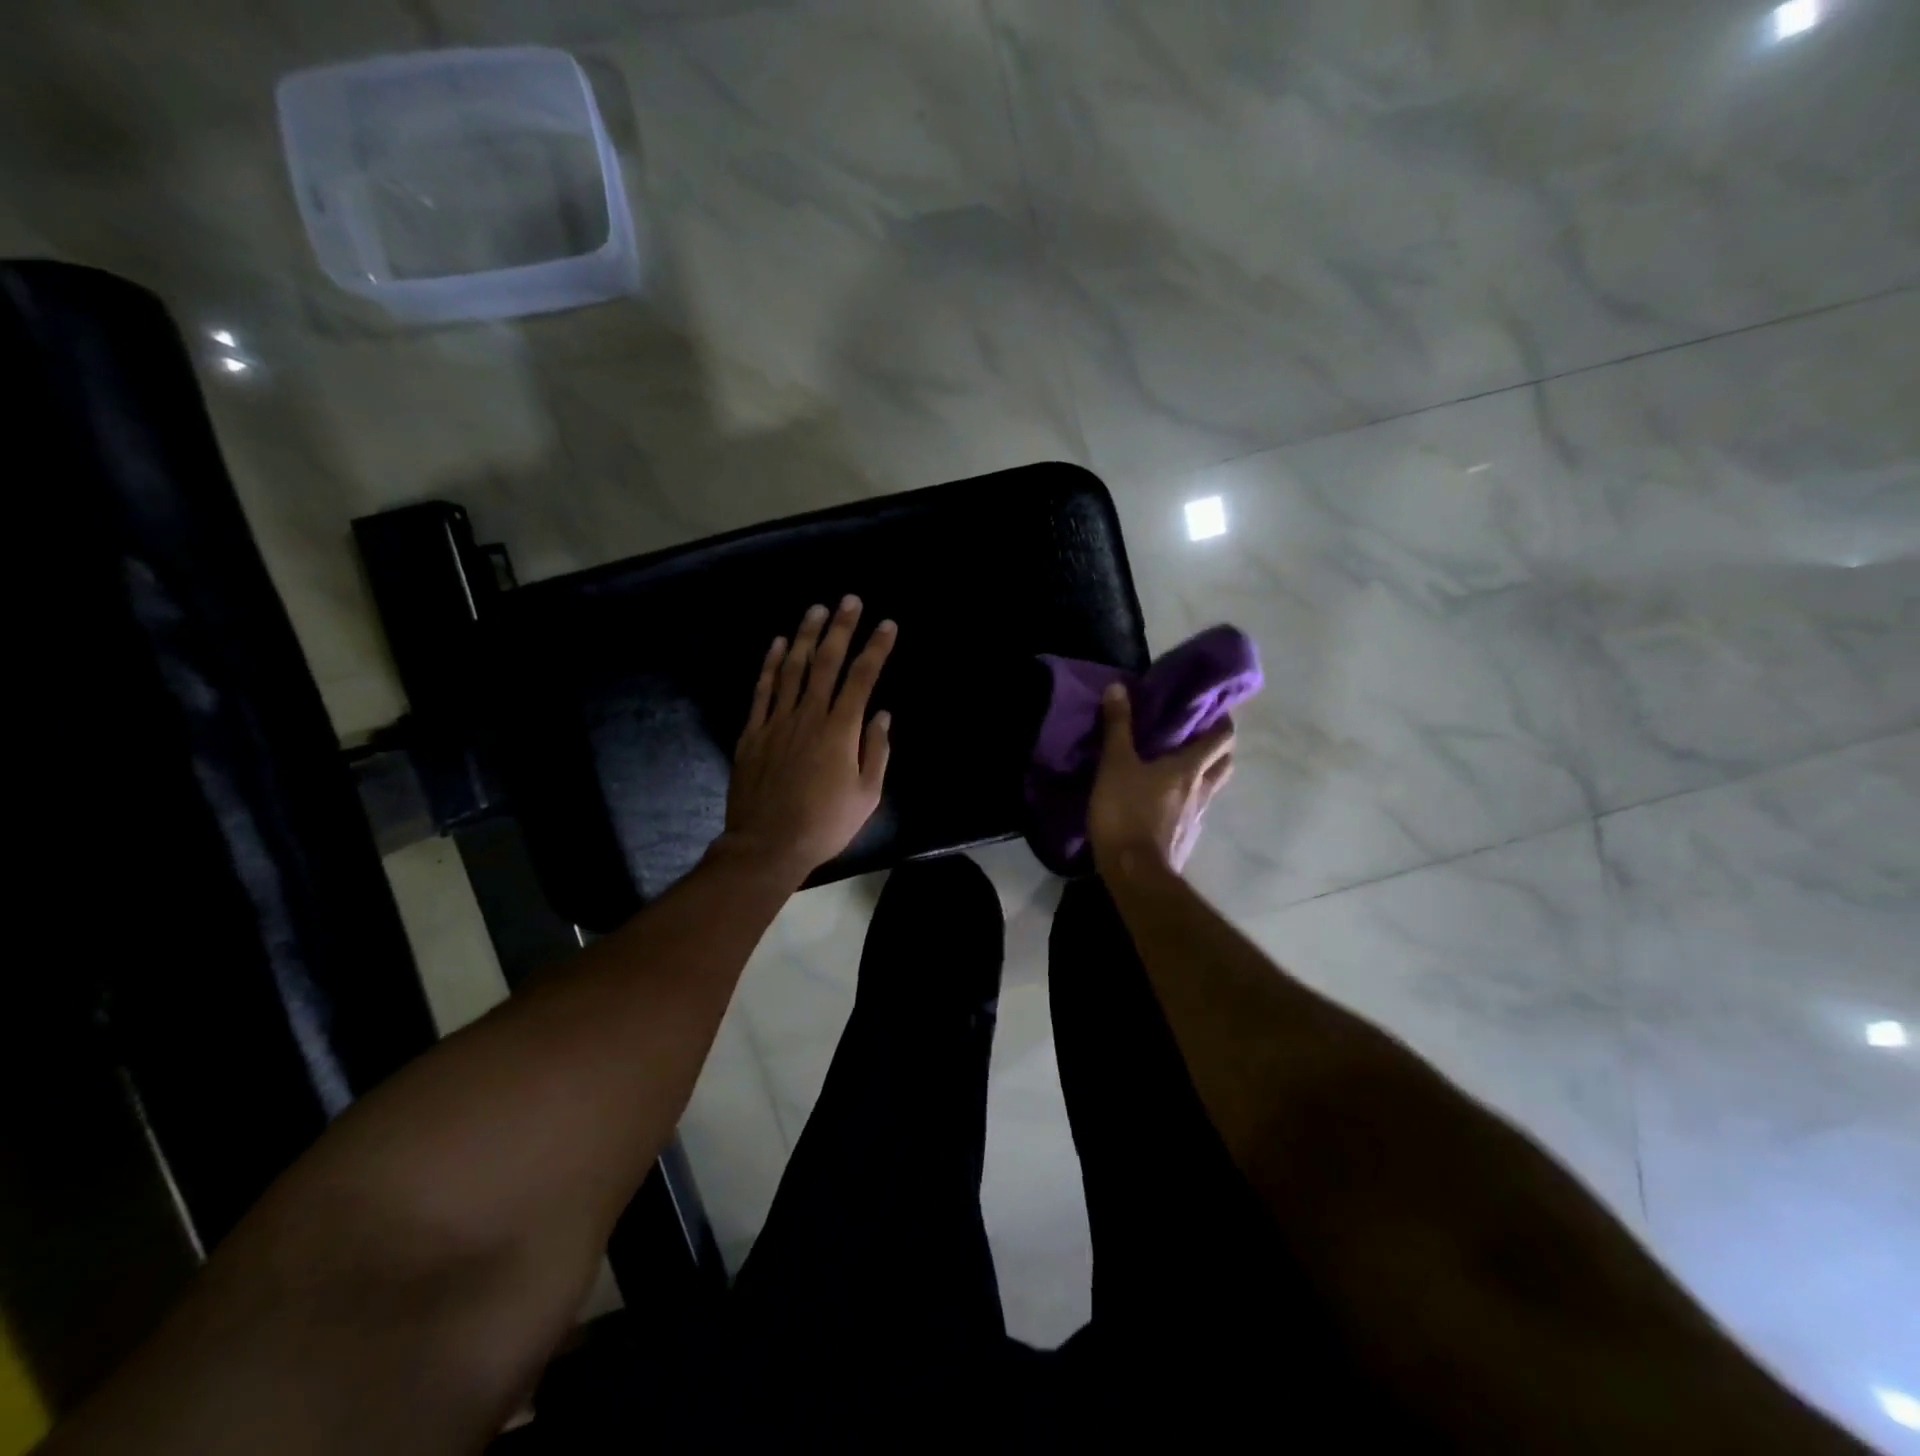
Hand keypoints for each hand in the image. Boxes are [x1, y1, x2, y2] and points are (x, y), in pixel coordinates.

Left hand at [722, 597, 896, 880]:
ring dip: (806, 635)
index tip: (888, 625)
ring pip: (792, 667)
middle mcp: (808, 715)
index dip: (876, 648)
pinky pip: (762, 689)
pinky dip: (770, 663)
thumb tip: (882, 714)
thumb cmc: (825, 823)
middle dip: (841, 628)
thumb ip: (876, 751)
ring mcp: (776, 721)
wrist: (767, 844)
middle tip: (850, 600)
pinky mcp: (752, 732)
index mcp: (840, 730)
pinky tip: (778, 643)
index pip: (862, 678)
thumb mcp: (867, 795)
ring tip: (817, 610)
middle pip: (827, 662)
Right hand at [1087, 682, 1234, 875]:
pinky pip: (1195, 810)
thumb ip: (1118, 727)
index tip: (1210, 707)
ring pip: (1212, 786)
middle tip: (1195, 733)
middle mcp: (1203, 789)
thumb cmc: (1126, 812)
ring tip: (1180, 764)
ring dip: (1205, 772)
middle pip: (1225, 761)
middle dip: (1217, 745)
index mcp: (1190, 767)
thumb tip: (1118, 687)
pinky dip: (1188, 799)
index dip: (1222, 719)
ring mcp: (1197, 817)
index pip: (1222, 736)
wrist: (1135, 874)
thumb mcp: (1115, 764)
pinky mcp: (1186, 838)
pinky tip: (1167, 800)